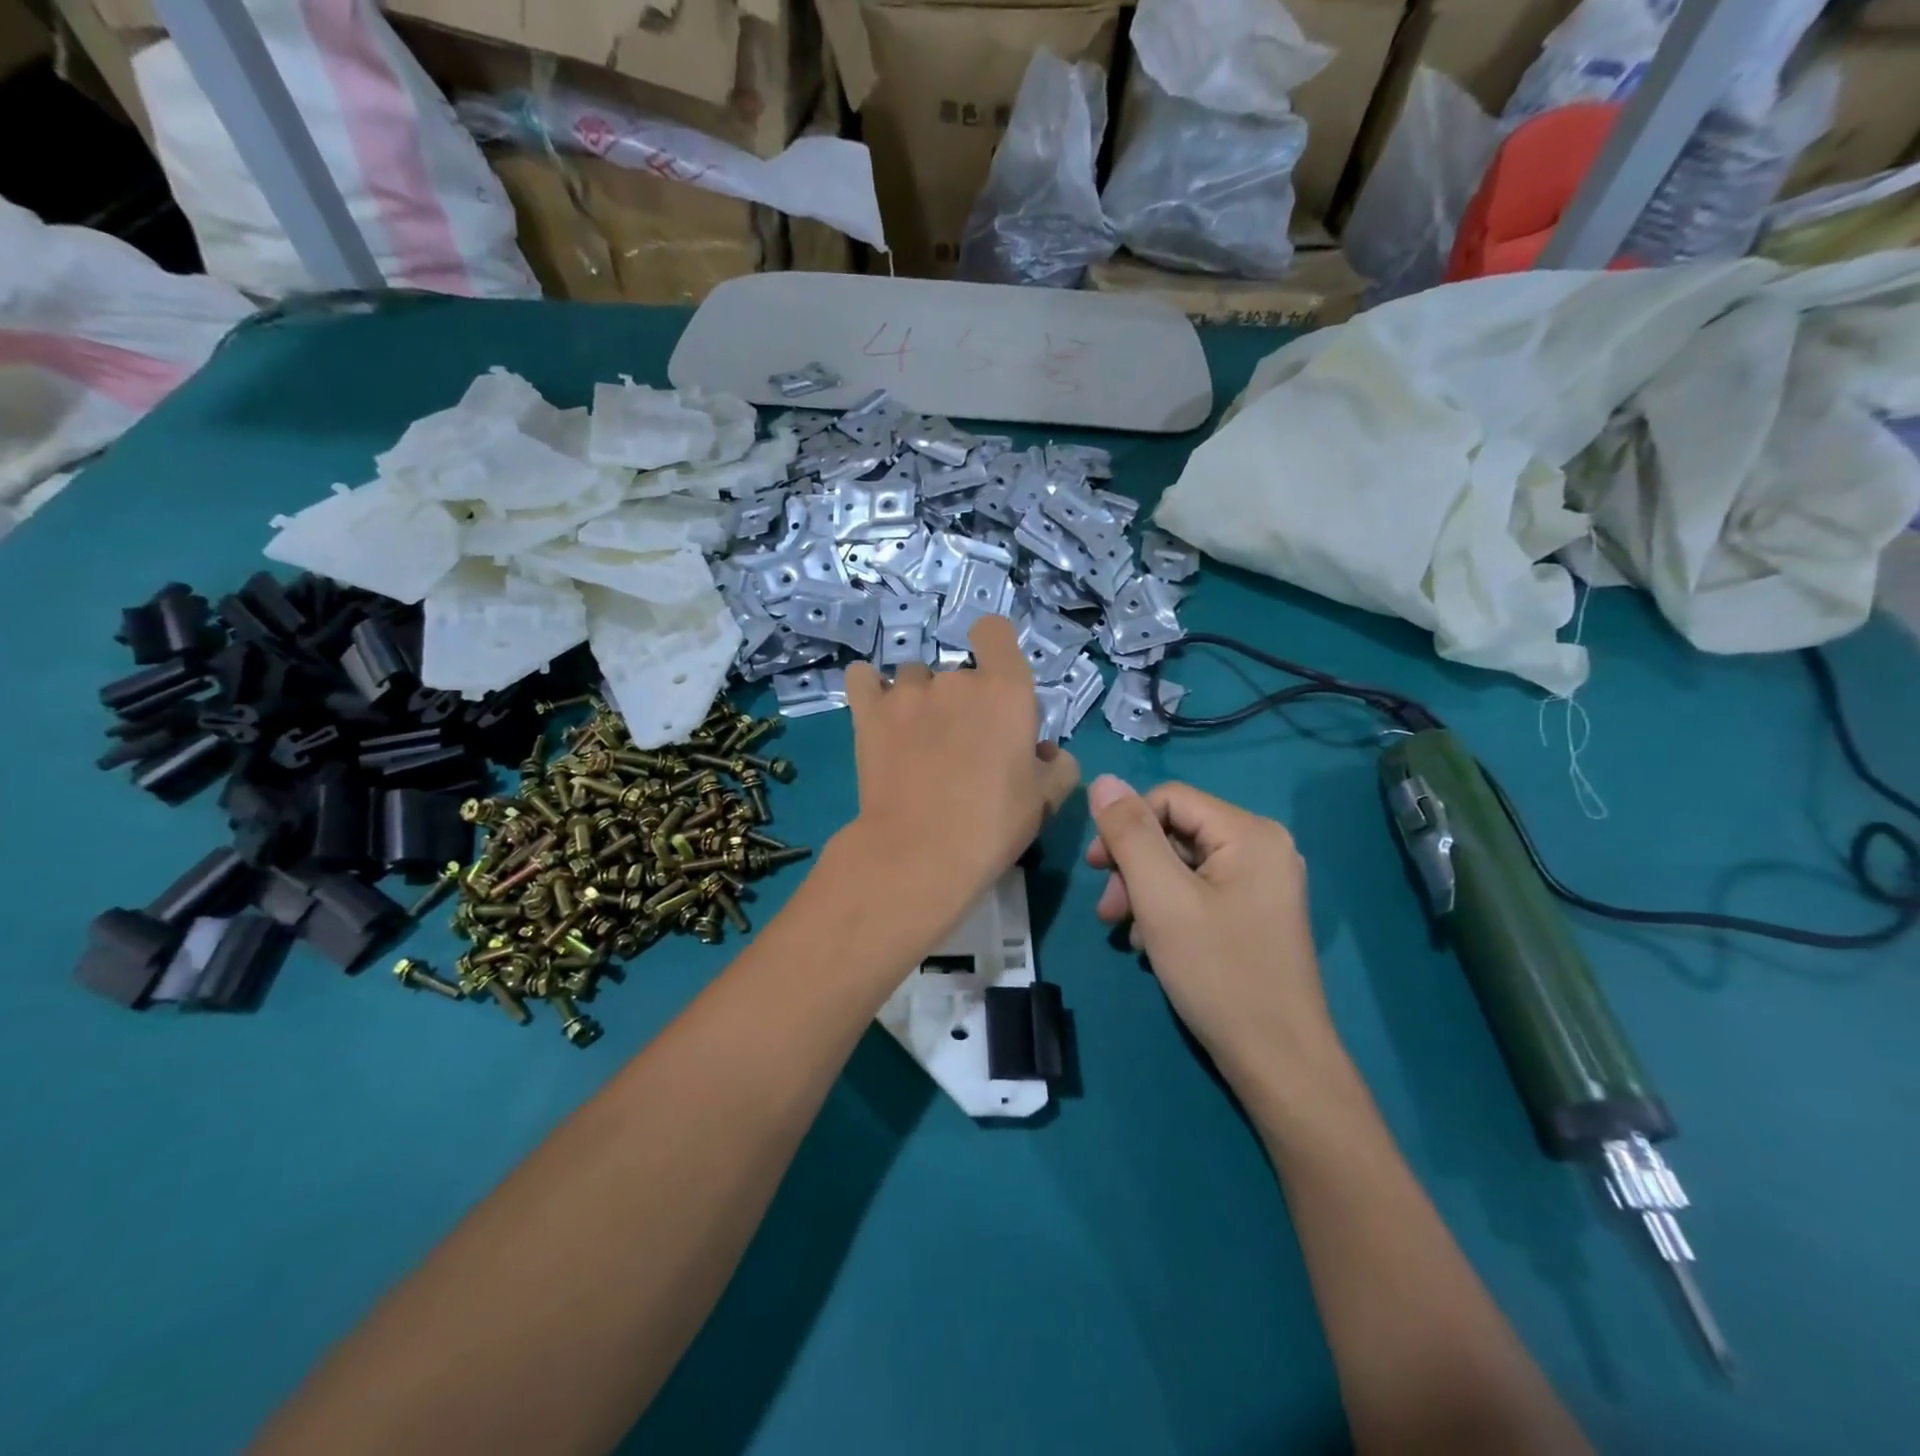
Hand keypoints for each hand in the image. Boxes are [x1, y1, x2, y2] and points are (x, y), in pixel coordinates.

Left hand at [841, 616, 1079, 920]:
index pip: (995, 632)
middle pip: (958, 671)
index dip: (995, 648)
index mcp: (1005, 690)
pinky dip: (869, 689)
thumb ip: (1058, 766)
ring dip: (919, 699)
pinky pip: (862, 679)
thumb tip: (1046, 752)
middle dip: (962, 701)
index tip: (995, 682)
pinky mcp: (868, 713)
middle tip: (962, 746)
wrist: (920, 852)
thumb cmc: (992, 825)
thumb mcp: (1045, 800)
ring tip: (917, 740)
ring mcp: (907, 693)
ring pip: (913, 677)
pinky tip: (877, 713)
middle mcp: (956, 680)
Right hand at [1086, 776, 1340, 1087]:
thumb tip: (1103, 780)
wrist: (1278, 1061)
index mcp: (1250, 832)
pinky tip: (1151, 944)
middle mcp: (1263, 847)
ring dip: (1145, 891)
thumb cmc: (1218, 972)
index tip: (1096, 870)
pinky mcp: (1256, 913)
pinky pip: (1200, 891)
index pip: (1168, 799)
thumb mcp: (1161, 898)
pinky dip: (1168, 910)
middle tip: (1108, 911)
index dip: (1126, 826)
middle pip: (1176, 832)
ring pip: (1183, 865)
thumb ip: (1129, 834)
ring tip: (1125, 932)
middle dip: (1133, 866)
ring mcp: (1263, 883)